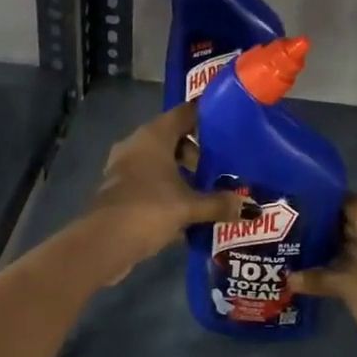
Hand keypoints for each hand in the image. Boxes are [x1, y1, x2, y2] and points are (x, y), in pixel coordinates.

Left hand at [84, 102, 245, 277]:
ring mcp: (124, 167)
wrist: (103, 243)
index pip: (185, 113)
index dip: (206, 116)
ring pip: (160, 161)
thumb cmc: (148, 209)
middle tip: (222, 167)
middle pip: (173, 138)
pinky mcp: (119, 189)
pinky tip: (186, 210)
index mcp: (154, 136)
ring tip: (207, 191)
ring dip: (181, 174)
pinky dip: (167, 190)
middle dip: (198, 152)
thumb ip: (220, 204)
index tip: (229, 124)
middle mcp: (137, 144)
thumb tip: (252, 209)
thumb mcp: (189, 207)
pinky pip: (150, 180)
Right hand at [292, 197, 356, 356]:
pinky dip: (352, 264)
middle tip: (295, 233)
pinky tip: (327, 272)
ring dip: (338, 250)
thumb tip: (288, 279)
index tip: (297, 212)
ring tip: (304, 252)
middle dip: (327, 229)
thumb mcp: (346, 285)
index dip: (321, 206)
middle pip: (354, 222)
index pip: (346, 202)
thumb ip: (317, 277)